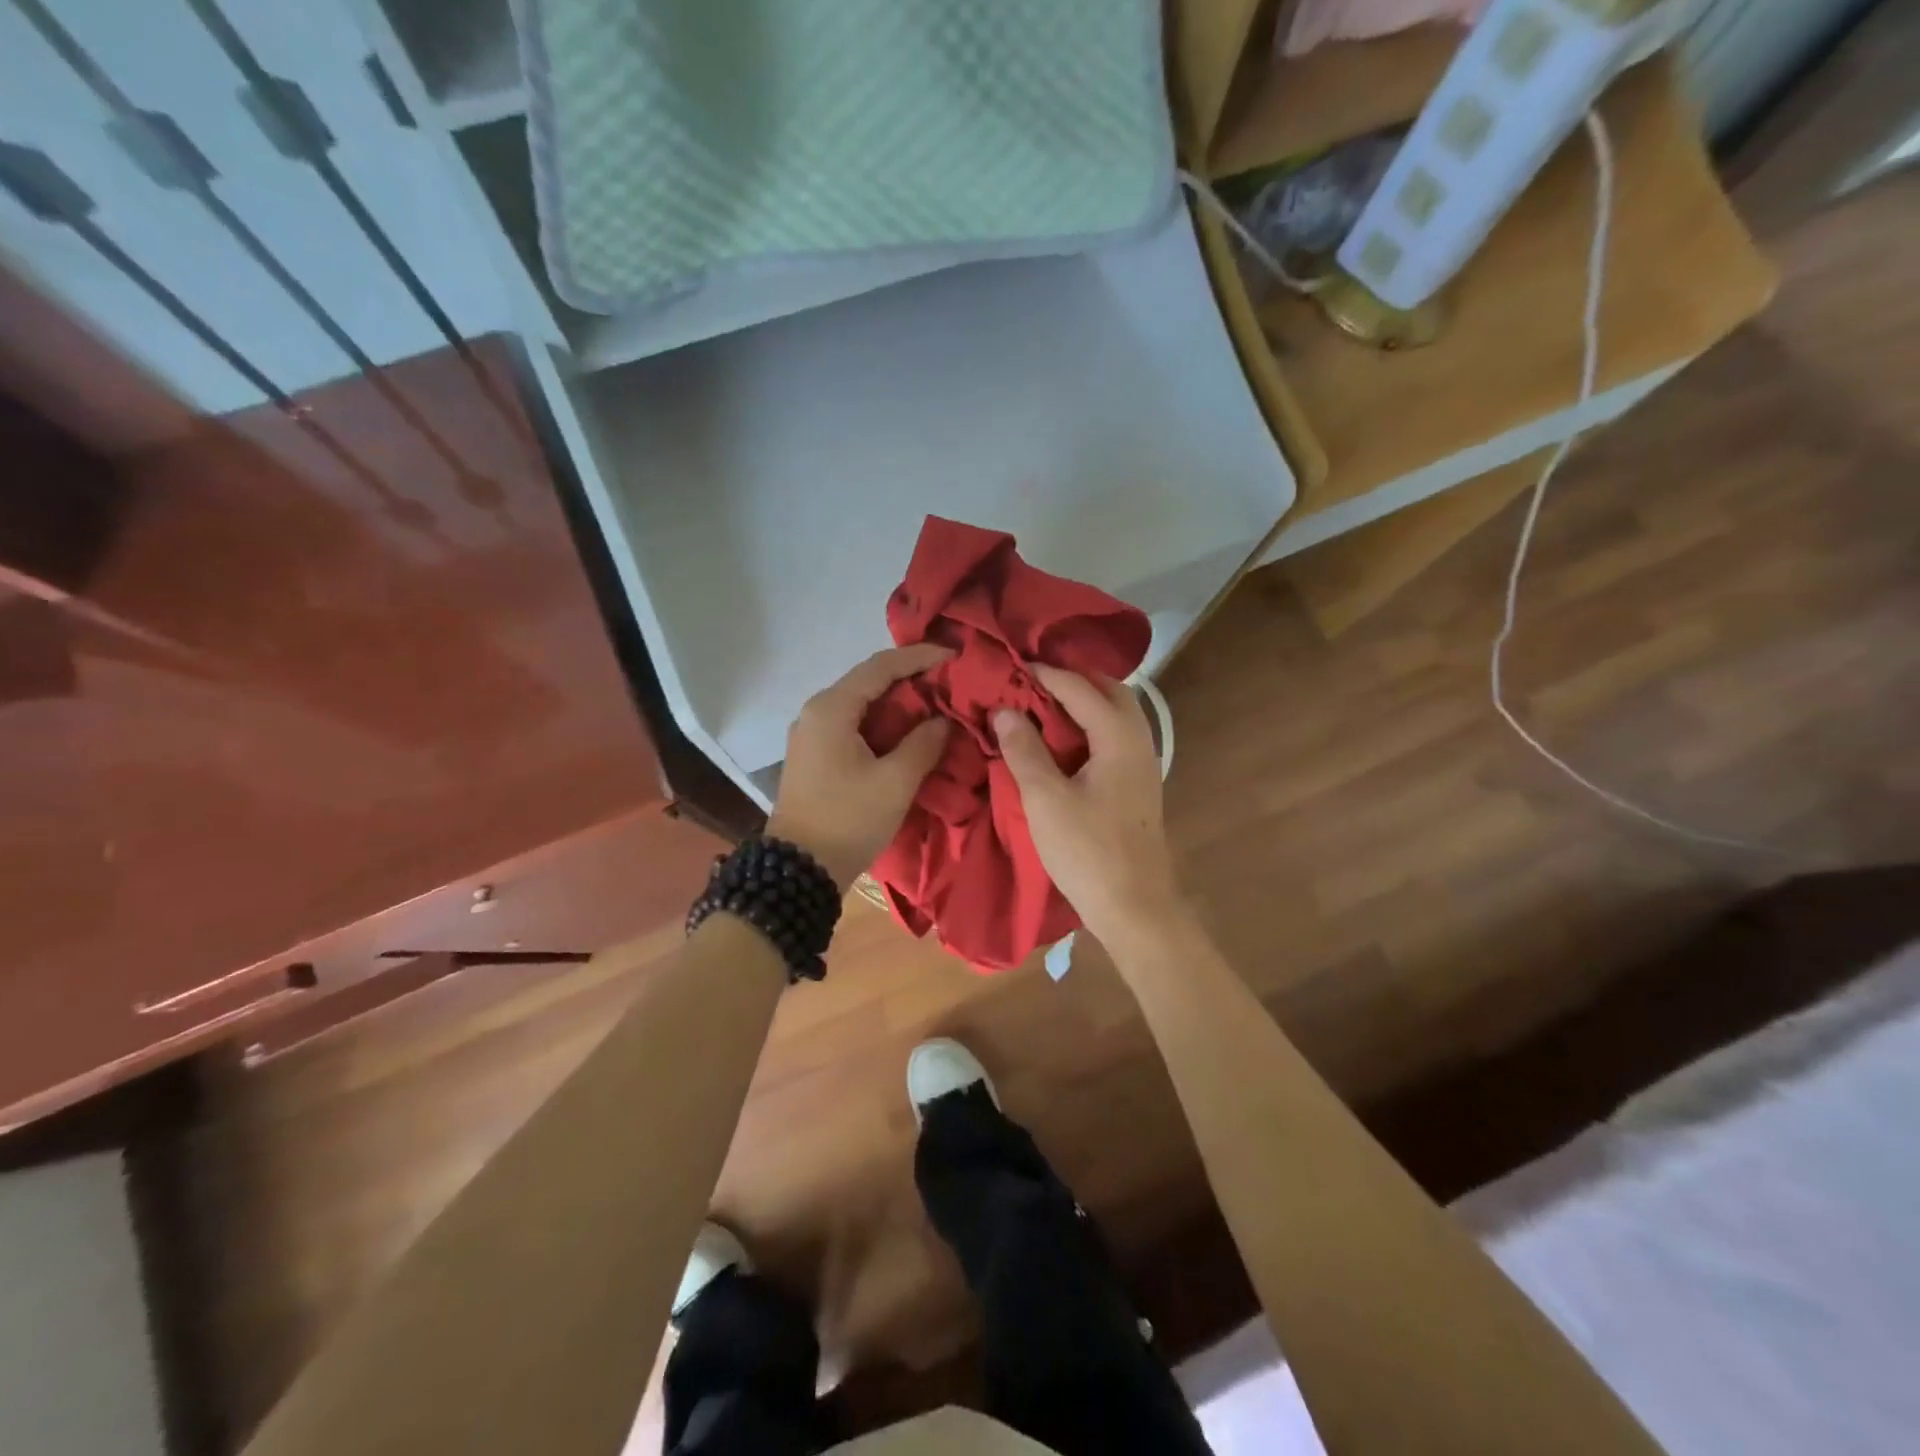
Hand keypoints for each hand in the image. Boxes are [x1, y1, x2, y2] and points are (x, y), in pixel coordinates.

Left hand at [768, 644, 952, 890]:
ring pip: (861, 704)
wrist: (799, 870)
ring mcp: (812, 734)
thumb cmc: (848, 820)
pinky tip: (908, 732)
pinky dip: (883, 723)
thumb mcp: (895, 782)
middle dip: (911, 679)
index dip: (920, 658)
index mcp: (832, 709)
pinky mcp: (815, 755)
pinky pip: (853, 725)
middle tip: (950, 682)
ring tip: (936, 704)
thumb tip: (942, 721)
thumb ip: (923, 743)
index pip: (881, 666)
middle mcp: (816, 712)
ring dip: (898, 703)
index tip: (954, 656)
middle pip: (869, 681)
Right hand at [993, 666, 1183, 945]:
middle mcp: (1138, 741)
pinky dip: (1088, 726)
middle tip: (1032, 679)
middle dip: (1072, 679)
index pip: (1080, 688)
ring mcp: (1142, 764)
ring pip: (1116, 714)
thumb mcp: (1045, 799)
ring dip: (1082, 702)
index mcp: (1119, 737)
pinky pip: (1113, 737)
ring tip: (1043, 705)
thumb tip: (1004, 710)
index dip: (1045, 673)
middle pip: (1110, 691)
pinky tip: (1062, 741)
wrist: (1135, 906)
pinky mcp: (1137, 785)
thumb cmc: (1088, 851)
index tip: (1012, 665)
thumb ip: (1024, 750)